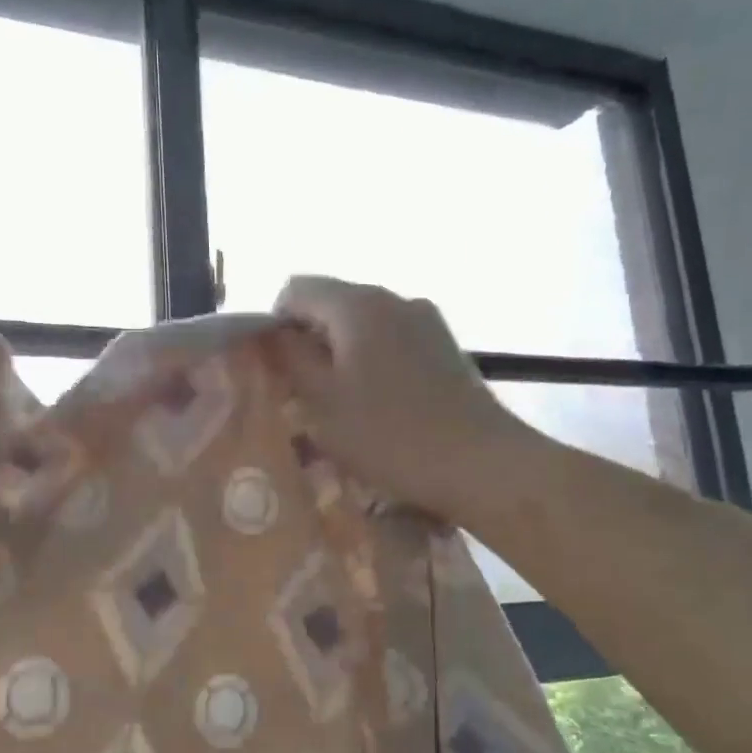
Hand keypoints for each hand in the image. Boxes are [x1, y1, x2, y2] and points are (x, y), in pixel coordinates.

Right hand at [272, 276, 544, 518]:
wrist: (481, 464)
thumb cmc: (389, 435)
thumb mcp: (321, 401)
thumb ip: (288, 358)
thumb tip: (270, 333)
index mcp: (358, 303)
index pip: (295, 288)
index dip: (274, 324)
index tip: (278, 370)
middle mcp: (393, 297)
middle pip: (331, 303)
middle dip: (308, 341)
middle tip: (303, 393)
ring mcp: (425, 319)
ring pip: (362, 323)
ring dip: (340, 353)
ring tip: (342, 403)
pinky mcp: (445, 344)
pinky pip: (392, 339)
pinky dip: (372, 360)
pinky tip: (380, 404)